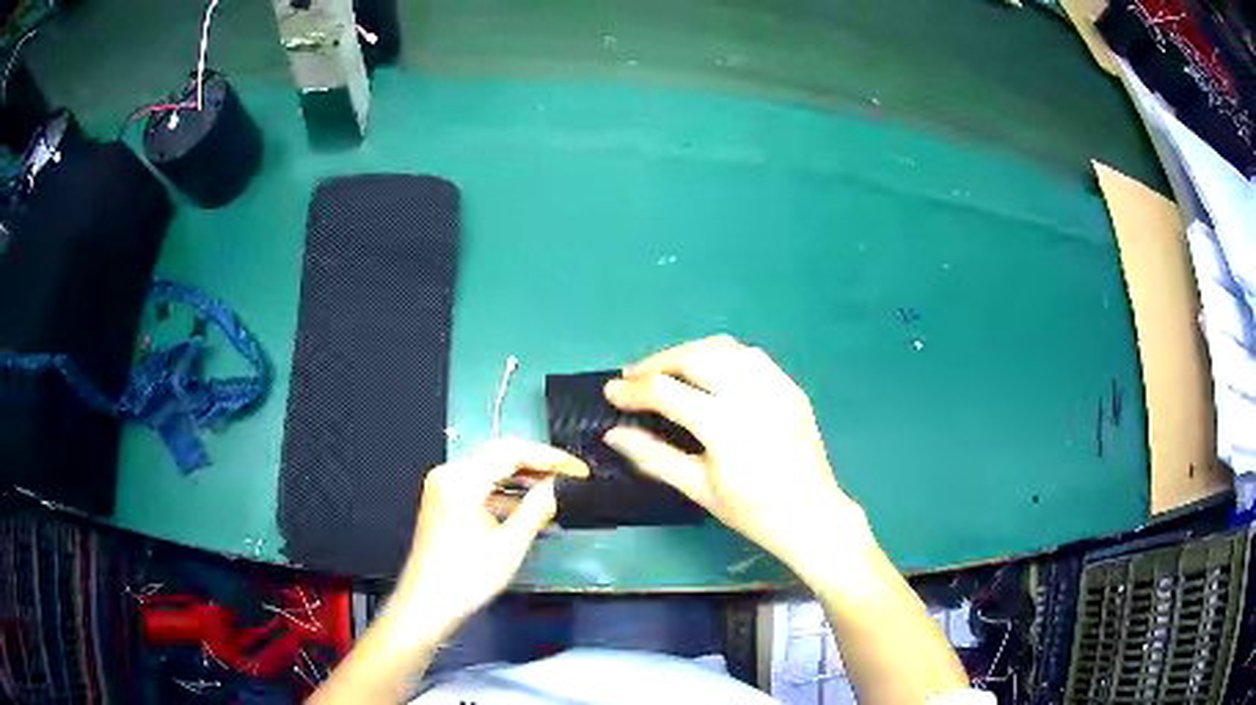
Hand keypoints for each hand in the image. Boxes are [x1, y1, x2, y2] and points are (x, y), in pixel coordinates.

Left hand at [389, 439, 588, 642]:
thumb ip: (536, 509)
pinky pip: (479, 484)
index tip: (578, 469)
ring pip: (489, 468)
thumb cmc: (467, 579)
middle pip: (499, 454)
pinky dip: (504, 491)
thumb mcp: (509, 547)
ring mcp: (443, 486)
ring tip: (555, 489)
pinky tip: (526, 505)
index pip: (512, 452)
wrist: (426, 605)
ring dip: (522, 477)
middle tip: (571, 476)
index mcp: (462, 481)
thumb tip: (555, 487)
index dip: (550, 457)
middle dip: (537, 463)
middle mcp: (449, 474)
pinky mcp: (443, 500)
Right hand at [603, 335, 870, 576]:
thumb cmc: (752, 511)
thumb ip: (653, 456)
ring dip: (689, 352)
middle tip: (635, 377)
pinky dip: (723, 356)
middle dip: (658, 361)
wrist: (811, 514)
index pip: (667, 392)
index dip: (633, 389)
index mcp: (724, 425)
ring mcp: (775, 386)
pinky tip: (711, 372)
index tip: (610, 391)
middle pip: (694, 356)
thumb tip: (613, 433)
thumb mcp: (698, 488)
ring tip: (668, 370)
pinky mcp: (790, 386)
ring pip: (724, 348)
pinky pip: (751, 356)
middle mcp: (750, 394)